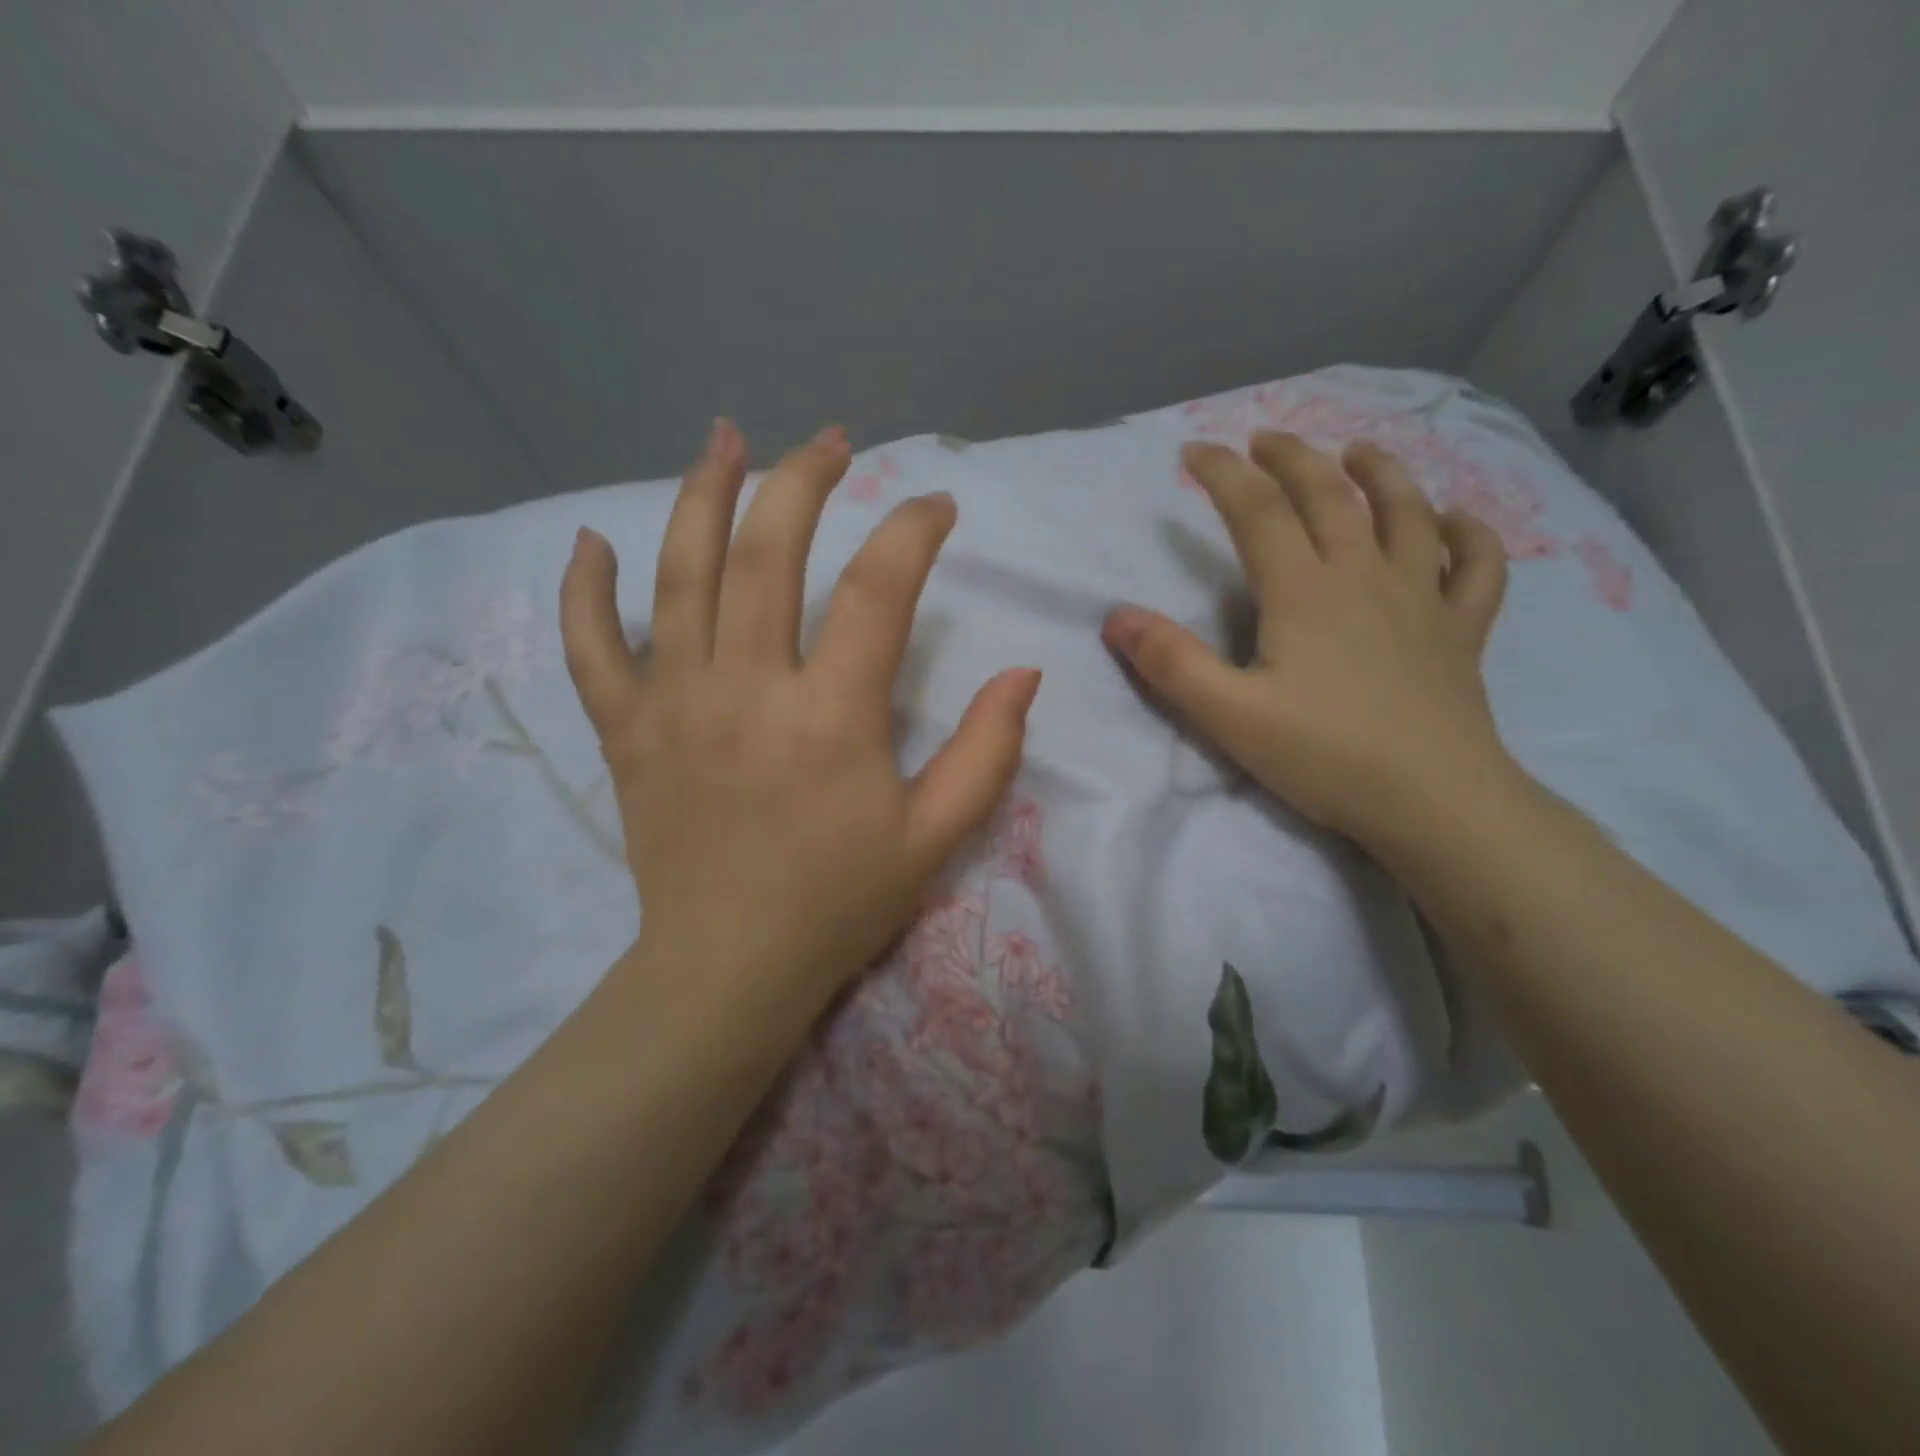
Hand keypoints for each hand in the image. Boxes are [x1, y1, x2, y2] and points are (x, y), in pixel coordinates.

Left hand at [561, 419, 1039, 1010]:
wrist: (728, 969)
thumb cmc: (838, 903)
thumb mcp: (935, 837)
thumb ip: (988, 753)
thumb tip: (1024, 673)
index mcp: (833, 716)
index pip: (878, 590)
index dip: (913, 531)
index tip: (937, 507)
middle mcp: (749, 688)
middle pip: (769, 551)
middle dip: (804, 480)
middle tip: (832, 443)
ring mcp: (676, 704)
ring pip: (681, 575)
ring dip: (703, 494)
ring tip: (725, 437)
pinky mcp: (627, 732)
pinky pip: (592, 649)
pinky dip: (585, 591)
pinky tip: (591, 541)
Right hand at [1102, 432, 1517, 854]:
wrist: (1434, 803)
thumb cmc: (1324, 757)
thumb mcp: (1228, 715)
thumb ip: (1170, 663)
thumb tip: (1117, 616)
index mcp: (1303, 592)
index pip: (1256, 511)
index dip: (1222, 474)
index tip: (1192, 453)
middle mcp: (1364, 577)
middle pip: (1329, 496)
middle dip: (1291, 458)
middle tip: (1264, 440)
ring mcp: (1422, 599)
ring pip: (1407, 514)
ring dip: (1380, 473)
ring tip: (1358, 451)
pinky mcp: (1462, 631)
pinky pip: (1477, 567)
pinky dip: (1469, 534)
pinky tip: (1455, 521)